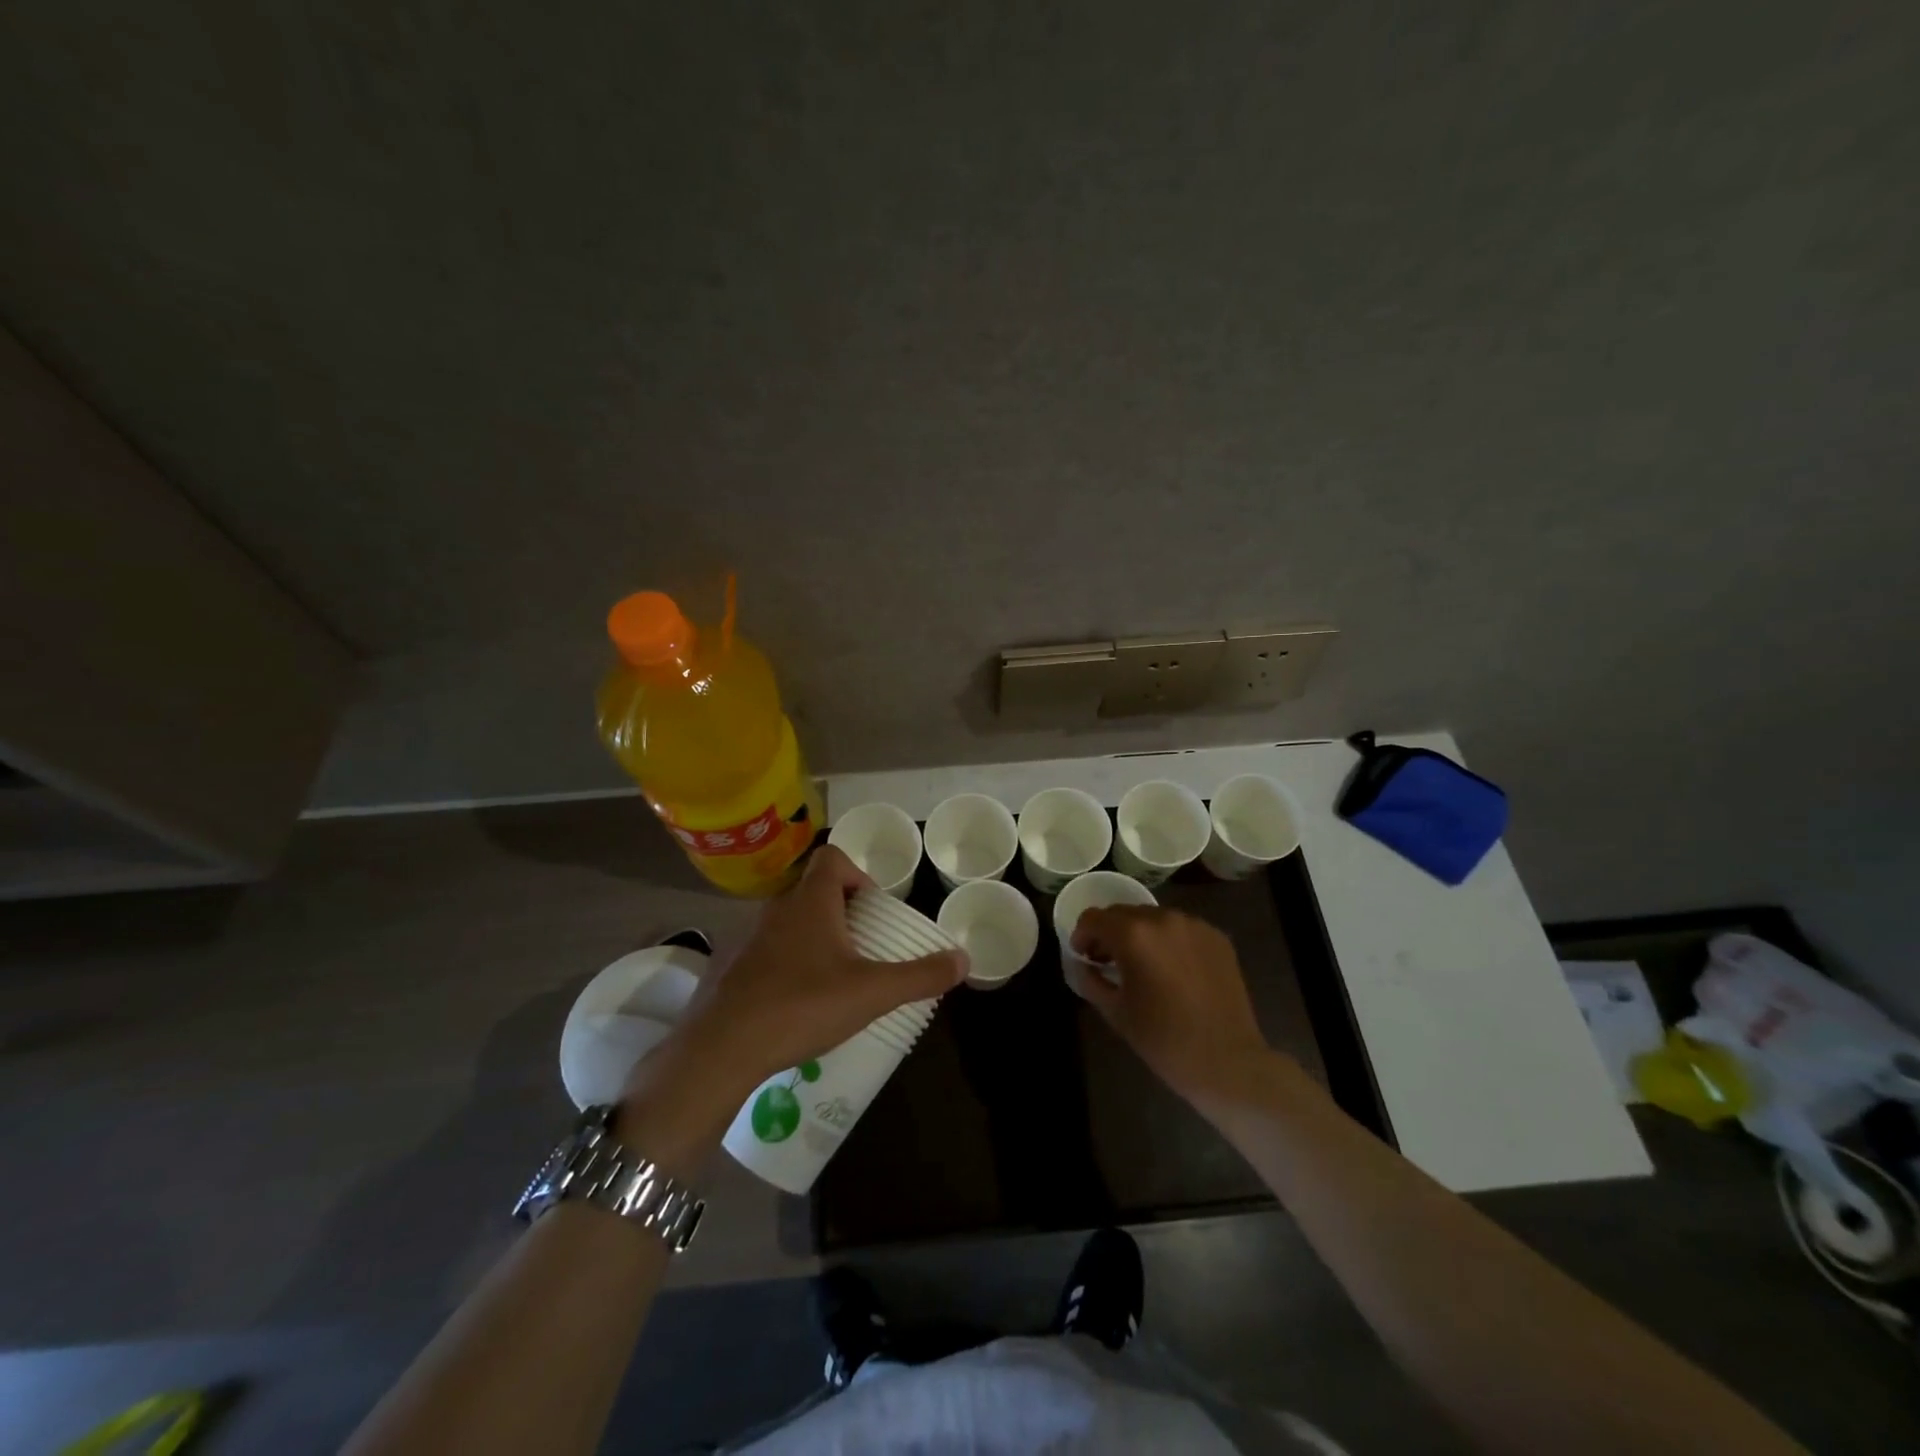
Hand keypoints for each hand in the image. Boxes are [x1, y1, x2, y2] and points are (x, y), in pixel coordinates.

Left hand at [668, 846, 968, 1094]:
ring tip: (833, 977)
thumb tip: (964, 959)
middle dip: (841, 911)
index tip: (873, 909)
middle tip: (862, 946)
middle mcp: (776, 909)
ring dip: (813, 938)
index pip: (832, 857)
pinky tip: (795, 1003)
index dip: (857, 873)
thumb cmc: (802, 1005)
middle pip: (813, 890)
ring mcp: (747, 938)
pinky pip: (766, 951)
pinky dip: (786, 964)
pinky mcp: (729, 968)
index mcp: (810, 902)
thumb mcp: (872, 993)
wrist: (721, 1050)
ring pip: (789, 922)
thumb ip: (920, 975)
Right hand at [1070, 906, 1280, 1109]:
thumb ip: (1091, 980)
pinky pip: (1181, 929)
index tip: (1084, 957)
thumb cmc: (1163, 1039)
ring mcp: (1195, 925)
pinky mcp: (1217, 937)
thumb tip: (1083, 965)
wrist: (1227, 1061)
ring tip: (1144, 966)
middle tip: (1109, 962)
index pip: (1094, 918)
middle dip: (1110, 933)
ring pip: (1154, 918)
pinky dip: (1169, 941)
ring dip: (1141, 935)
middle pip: (1123, 913)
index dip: (1082, 936)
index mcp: (1133, 934)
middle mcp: (1163, 919)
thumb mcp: (1115, 1012)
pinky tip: (1174, 971)